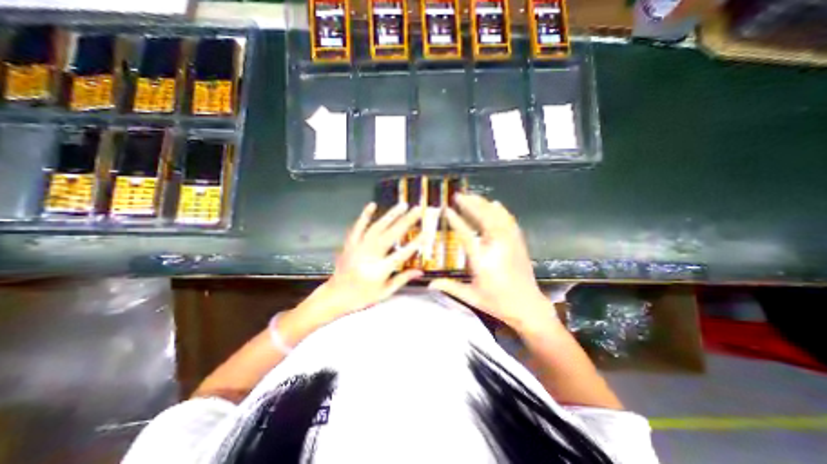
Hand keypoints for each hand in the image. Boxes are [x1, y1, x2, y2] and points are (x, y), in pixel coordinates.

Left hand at [285, 201, 425, 334]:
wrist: (335, 295)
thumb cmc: (362, 297)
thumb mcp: (384, 293)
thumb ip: (402, 279)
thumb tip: (420, 271)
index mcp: (379, 270)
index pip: (401, 254)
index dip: (415, 243)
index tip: (426, 233)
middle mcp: (369, 256)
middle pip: (390, 235)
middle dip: (405, 221)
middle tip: (417, 210)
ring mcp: (358, 247)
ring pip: (376, 228)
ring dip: (390, 215)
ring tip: (402, 205)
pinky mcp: (350, 243)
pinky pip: (358, 227)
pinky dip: (365, 215)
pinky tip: (373, 204)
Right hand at [426, 194, 554, 331]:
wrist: (528, 306)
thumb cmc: (497, 302)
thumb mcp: (471, 296)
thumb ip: (450, 287)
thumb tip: (429, 284)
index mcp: (482, 259)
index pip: (466, 234)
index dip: (456, 219)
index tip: (447, 209)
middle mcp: (497, 246)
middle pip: (483, 218)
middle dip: (470, 204)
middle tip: (458, 195)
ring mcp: (510, 242)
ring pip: (497, 216)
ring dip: (484, 204)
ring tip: (472, 196)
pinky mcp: (518, 242)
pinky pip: (509, 220)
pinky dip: (501, 210)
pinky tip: (494, 204)